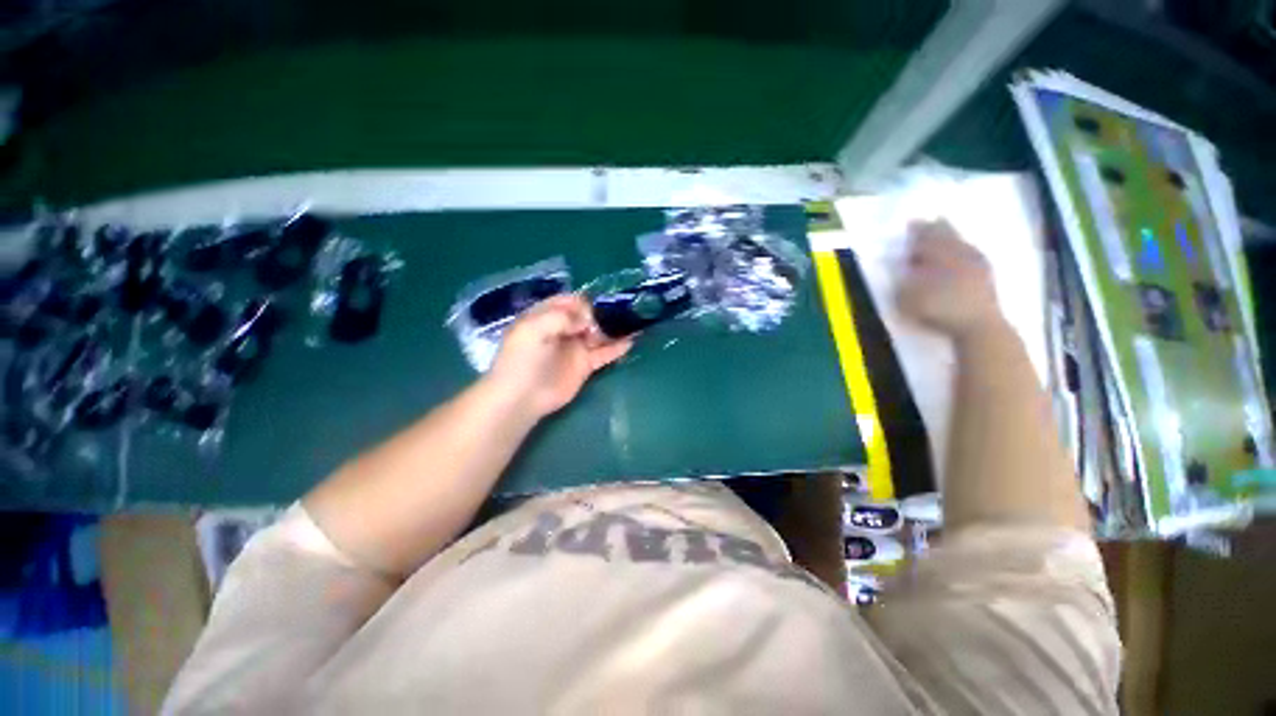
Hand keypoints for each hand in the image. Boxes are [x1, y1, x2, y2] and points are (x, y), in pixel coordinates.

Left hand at [487, 294, 633, 418]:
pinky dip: (617, 348)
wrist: (522, 396)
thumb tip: (587, 318)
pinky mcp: (585, 365)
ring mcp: (575, 347)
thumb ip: (561, 317)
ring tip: (634, 322)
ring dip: (614, 328)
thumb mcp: (534, 328)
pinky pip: (604, 353)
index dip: (584, 301)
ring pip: (599, 333)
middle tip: (621, 314)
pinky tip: (631, 341)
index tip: (598, 305)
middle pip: (588, 316)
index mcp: (547, 316)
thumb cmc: (523, 358)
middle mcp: (563, 329)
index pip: (569, 301)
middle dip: (604, 313)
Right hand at [895, 220, 1003, 338]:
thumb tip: (904, 268)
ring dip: (954, 238)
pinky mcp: (988, 277)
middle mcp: (960, 253)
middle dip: (938, 229)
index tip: (911, 223)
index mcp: (939, 254)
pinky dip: (966, 252)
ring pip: (963, 243)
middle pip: (948, 235)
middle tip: (931, 222)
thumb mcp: (907, 298)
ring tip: (947, 235)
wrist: (978, 327)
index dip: (918, 230)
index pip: (927, 236)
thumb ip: (904, 281)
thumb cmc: (937, 310)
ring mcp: (978, 264)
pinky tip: (965, 255)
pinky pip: (974, 255)